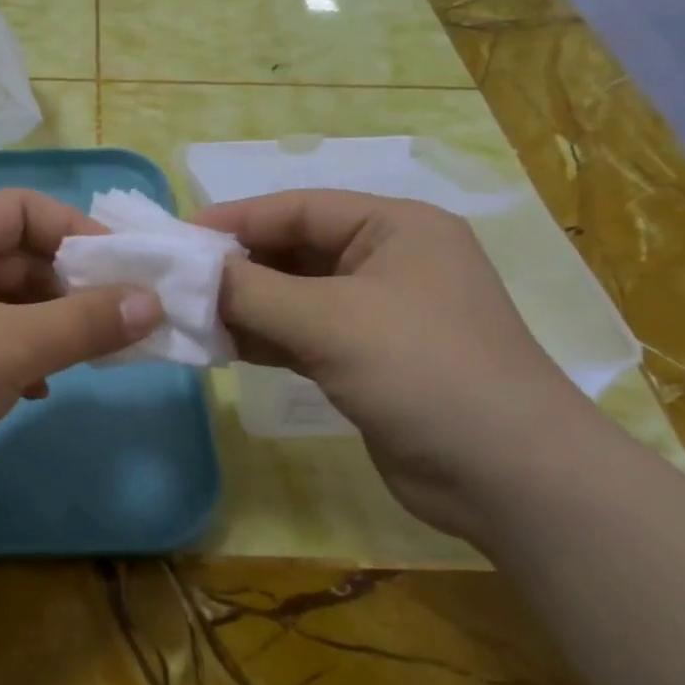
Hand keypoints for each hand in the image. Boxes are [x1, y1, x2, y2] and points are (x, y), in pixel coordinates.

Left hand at [0, 189, 160, 525]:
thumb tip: (153, 302)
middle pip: (19, 258)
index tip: (126, 269)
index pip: (25, 209)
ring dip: (50, 326)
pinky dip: (20, 357)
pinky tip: (38, 388)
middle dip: (71, 287)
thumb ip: (85, 322)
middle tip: (119, 320)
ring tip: (89, 356)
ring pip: (7, 304)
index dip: (79, 231)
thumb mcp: (9, 345)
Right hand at [195, 190, 589, 540]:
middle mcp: (388, 261)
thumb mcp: (330, 320)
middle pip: (295, 251)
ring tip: (189, 316)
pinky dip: (265, 339)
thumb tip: (192, 273)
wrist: (507, 476)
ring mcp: (379, 314)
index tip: (180, 238)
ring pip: (295, 297)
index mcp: (395, 228)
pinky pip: (303, 336)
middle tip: (177, 283)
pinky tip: (221, 347)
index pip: (300, 208)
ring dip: (246, 306)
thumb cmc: (422, 370)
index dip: (237, 219)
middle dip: (238, 267)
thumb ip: (253, 291)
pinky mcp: (367, 360)